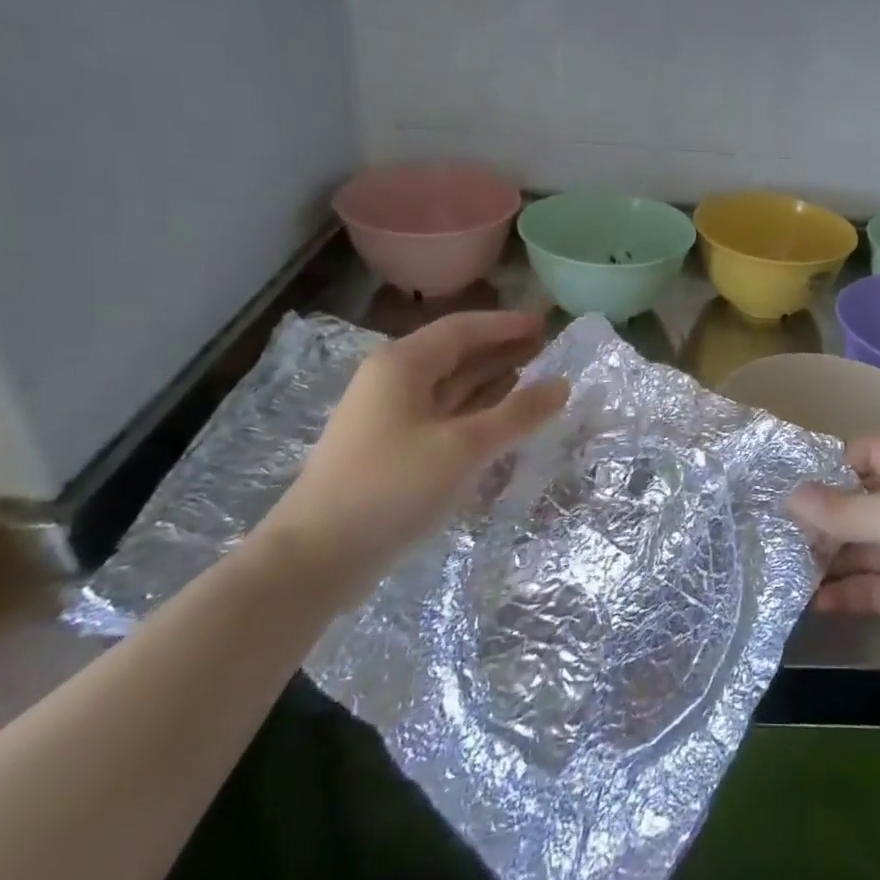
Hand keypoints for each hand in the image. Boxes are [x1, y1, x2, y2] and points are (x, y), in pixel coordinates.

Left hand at [259, 311, 568, 606]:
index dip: (507, 324)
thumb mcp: (464, 447)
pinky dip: (477, 412)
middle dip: (503, 349)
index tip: (548, 323)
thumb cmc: (392, 487)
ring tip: (537, 378)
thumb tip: (562, 384)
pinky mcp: (393, 449)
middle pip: (457, 354)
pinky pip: (445, 415)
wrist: (317, 557)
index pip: (464, 328)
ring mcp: (390, 417)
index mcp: (403, 364)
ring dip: (492, 380)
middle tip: (550, 349)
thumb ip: (517, 413)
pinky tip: (504, 420)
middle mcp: (394, 381)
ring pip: (451, 386)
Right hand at [789, 437, 879, 708]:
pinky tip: (810, 602)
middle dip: (824, 517)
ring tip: (782, 567)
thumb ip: (844, 509)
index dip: (829, 467)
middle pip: (866, 500)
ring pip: (869, 545)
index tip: (783, 488)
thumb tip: (792, 495)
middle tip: (774, 533)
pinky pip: (877, 585)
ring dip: (831, 556)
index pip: (870, 452)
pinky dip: (847, 592)